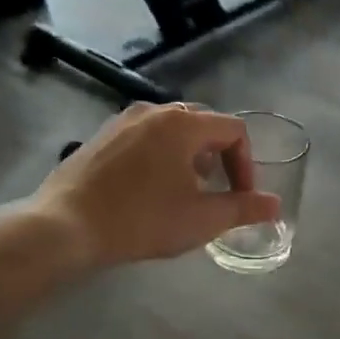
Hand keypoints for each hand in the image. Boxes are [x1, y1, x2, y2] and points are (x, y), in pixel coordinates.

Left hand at [21, 104, 279, 274]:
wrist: (64, 227)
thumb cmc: (142, 220)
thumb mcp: (201, 219)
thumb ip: (243, 209)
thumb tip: (275, 205)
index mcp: (183, 124)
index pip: (234, 130)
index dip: (246, 164)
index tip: (240, 196)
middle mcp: (153, 111)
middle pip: (203, 124)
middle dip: (219, 157)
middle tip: (216, 191)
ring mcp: (122, 121)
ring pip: (171, 129)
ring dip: (189, 156)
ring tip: (184, 191)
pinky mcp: (100, 137)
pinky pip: (144, 137)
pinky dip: (160, 155)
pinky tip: (148, 189)